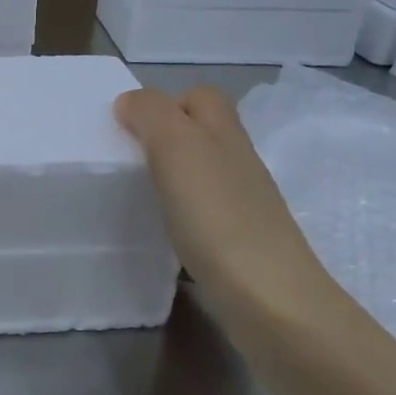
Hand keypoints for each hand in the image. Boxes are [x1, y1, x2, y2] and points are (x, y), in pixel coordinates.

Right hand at [114, 85, 340, 325]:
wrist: (267, 299)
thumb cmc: (216, 214)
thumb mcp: (176, 146)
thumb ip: (151, 113)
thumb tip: (131, 102)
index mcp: (224, 132)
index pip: (201, 96)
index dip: (167, 101)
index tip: (129, 126)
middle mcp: (238, 162)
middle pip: (203, 134)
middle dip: (166, 139)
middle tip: (128, 159)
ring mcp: (243, 204)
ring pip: (203, 174)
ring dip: (172, 178)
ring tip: (138, 194)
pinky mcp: (239, 243)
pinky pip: (204, 214)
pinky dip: (181, 216)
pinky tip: (162, 232)